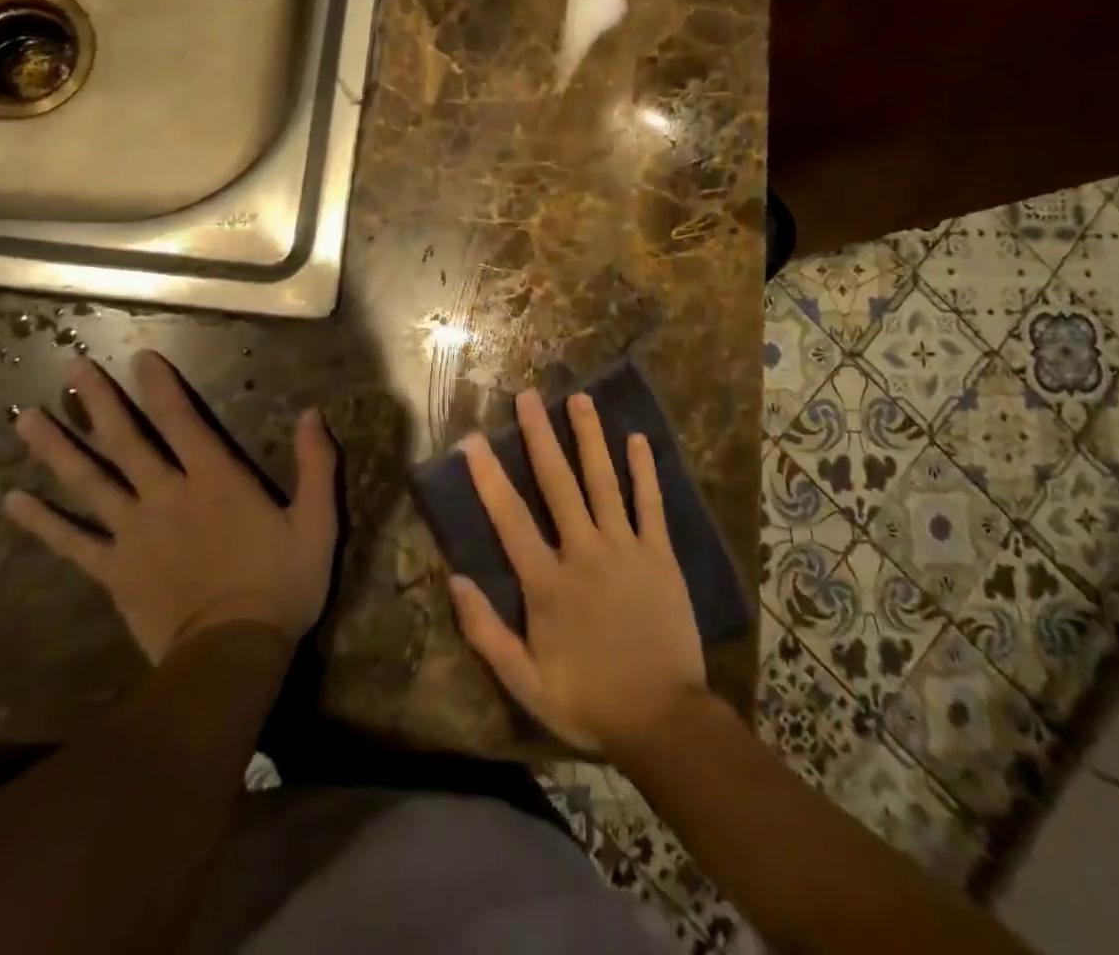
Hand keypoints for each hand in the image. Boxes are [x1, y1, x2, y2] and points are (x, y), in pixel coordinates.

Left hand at [5, 351, 338, 662]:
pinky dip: (42, 522)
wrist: (231, 655)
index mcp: (215, 480)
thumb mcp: (317, 522)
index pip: (182, 420)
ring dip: (57, 449)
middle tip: (72, 367)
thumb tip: (313, 413)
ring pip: (89, 482)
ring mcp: (134, 533)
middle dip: (99, 402)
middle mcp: (166, 495)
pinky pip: (72, 542)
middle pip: (126, 441)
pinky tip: (12, 501)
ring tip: (26, 419)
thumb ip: (316, 465)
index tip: (142, 356)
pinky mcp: (114, 571)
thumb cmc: (280, 585)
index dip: (162, 386)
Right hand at [450, 390, 707, 756]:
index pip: (510, 518)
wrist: (664, 721)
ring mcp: (625, 549)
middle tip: (528, 396)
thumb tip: (454, 579)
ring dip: (590, 438)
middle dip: (540, 436)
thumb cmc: (590, 702)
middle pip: (558, 484)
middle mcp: (584, 553)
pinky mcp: (660, 556)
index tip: (472, 440)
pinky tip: (637, 439)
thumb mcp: (526, 682)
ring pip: (603, 482)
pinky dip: (644, 471)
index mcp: (547, 582)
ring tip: (579, 399)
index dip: (488, 476)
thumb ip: (486, 632)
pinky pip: (650, 505)